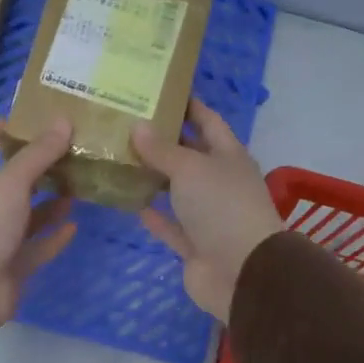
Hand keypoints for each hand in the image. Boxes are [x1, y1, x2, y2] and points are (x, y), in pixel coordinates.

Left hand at [0, 120, 77, 328]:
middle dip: (37, 168)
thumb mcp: (11, 181)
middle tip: (68, 153)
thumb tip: (63, 120)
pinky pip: (38, 247)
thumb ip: (38, 154)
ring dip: (50, 203)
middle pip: (11, 182)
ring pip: (28, 215)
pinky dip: (54, 237)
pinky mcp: (13, 265)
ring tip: (78, 186)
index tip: (27, 120)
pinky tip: (75, 225)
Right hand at [132, 99, 283, 319]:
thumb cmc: (221, 207)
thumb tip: (138, 126)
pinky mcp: (195, 245)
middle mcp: (220, 182)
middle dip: (164, 141)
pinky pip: (172, 225)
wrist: (242, 272)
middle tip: (128, 123)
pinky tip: (130, 201)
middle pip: (191, 155)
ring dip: (155, 178)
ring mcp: (209, 216)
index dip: (188, 106)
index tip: (161, 90)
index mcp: (229, 156)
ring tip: (121, 158)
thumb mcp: (190, 168)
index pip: (208, 121)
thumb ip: (162, 149)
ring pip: (178, 191)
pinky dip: (154, 215)